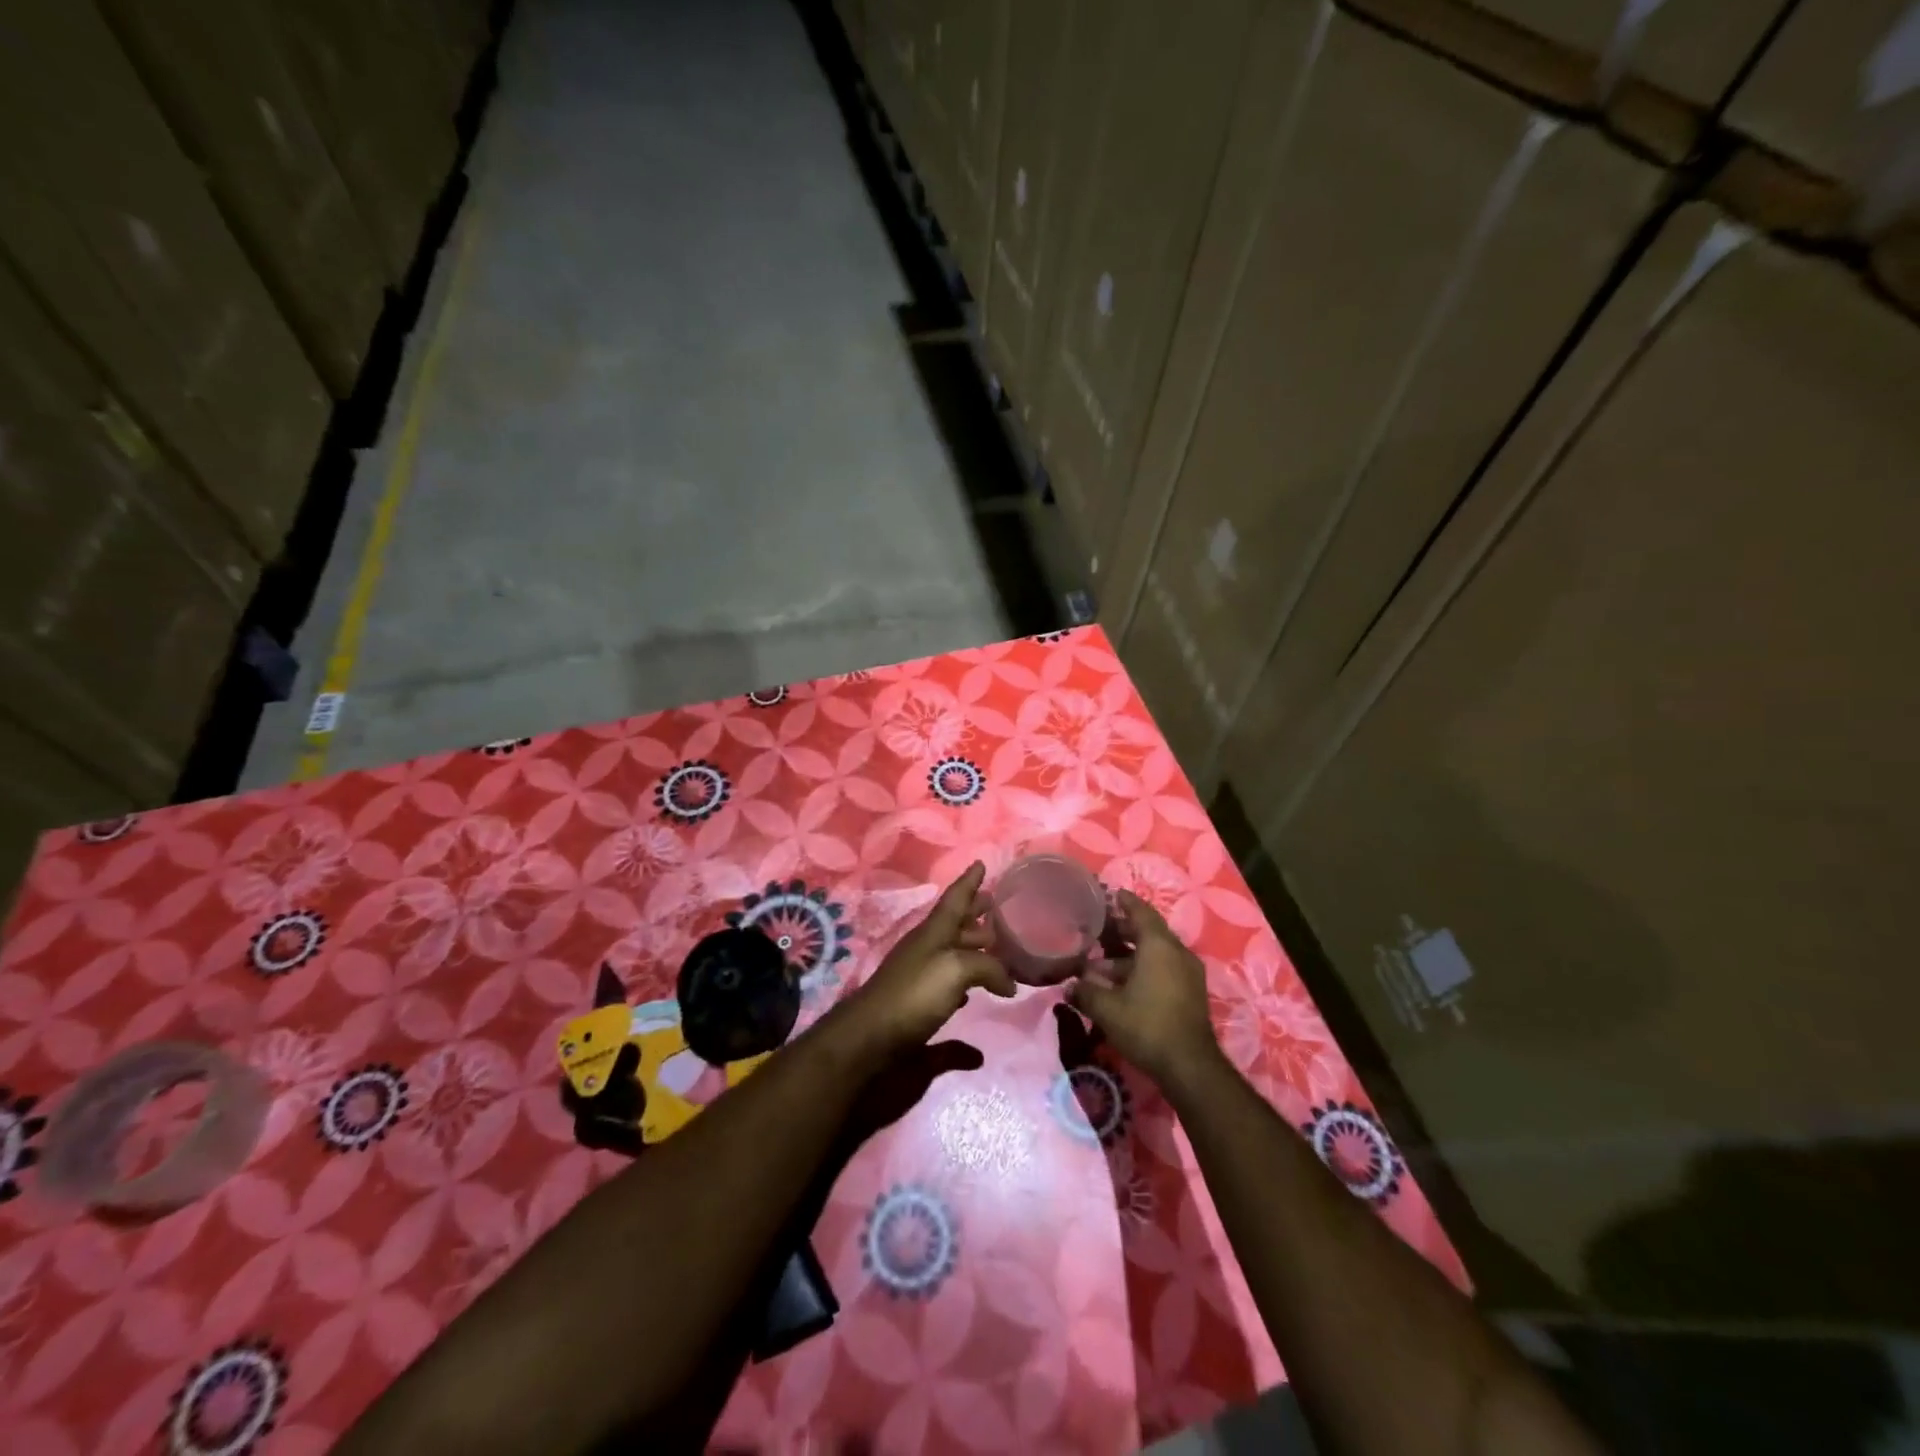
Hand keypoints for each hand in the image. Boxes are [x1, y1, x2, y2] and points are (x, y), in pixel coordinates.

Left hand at [840, 863, 1015, 1052]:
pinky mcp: (919, 1013)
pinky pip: (949, 997)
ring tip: (998, 949)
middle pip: (955, 927)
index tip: (981, 862)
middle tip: (999, 908)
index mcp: (933, 933)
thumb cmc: (913, 993)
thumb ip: (987, 967)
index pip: (955, 899)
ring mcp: (921, 982)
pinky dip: (966, 995)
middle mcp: (927, 952)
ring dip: (974, 951)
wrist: (869, 1041)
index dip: (969, 881)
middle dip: (976, 915)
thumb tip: (1009, 982)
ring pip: (954, 959)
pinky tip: (979, 1004)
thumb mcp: (955, 968)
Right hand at [1070, 891, 1220, 1088]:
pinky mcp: (1190, 993)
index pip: (1141, 912)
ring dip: (1130, 955)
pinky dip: (1143, 968)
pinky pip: (1164, 968)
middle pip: (1148, 932)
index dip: (1125, 902)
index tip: (1110, 894)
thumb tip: (1068, 987)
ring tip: (1101, 965)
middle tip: (1098, 930)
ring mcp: (1187, 973)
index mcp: (1159, 946)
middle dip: (1123, 930)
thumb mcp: (1107, 1009)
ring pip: (1155, 953)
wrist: (1189, 1066)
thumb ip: (1085, 992)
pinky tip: (1121, 984)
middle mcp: (1176, 952)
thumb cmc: (1146, 1025)